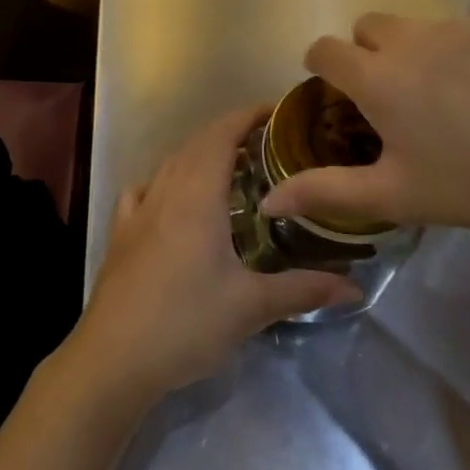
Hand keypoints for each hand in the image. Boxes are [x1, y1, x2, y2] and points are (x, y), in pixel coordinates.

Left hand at [66, 108, 361, 404]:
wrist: (113, 357)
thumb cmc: (185, 322)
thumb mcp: (250, 307)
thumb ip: (303, 290)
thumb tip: (355, 288)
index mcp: (196, 196)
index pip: (220, 135)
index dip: (246, 116)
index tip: (276, 113)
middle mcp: (164, 192)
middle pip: (195, 144)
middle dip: (228, 132)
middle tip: (266, 143)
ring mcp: (137, 211)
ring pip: (169, 164)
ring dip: (198, 154)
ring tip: (229, 167)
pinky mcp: (121, 234)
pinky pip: (144, 189)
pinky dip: (164, 180)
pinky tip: (172, 198)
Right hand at [261, 12, 469, 234]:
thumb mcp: (397, 196)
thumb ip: (326, 192)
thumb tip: (268, 199)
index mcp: (378, 78)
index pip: (323, 49)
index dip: (321, 69)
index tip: (339, 98)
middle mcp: (410, 39)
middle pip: (366, 28)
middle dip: (366, 54)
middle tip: (395, 100)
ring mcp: (459, 26)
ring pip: (414, 27)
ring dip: (412, 51)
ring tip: (448, 97)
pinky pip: (461, 29)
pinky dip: (460, 52)